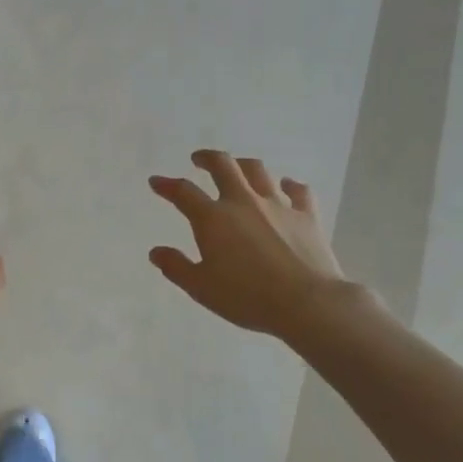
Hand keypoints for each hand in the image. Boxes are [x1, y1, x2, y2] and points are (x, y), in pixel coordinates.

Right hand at [149, 150, 349, 338]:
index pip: (183, 192)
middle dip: (207, 158)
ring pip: (258, 171)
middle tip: (198, 159)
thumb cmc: (247, 297)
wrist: (306, 303)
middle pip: (223, 166)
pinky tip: (286, 186)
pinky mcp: (307, 215)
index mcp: (213, 218)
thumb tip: (156, 252)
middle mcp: (243, 202)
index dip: (167, 185)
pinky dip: (289, 185)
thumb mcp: (201, 288)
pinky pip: (298, 191)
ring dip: (244, 165)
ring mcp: (277, 205)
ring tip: (238, 167)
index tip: (156, 181)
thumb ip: (176, 267)